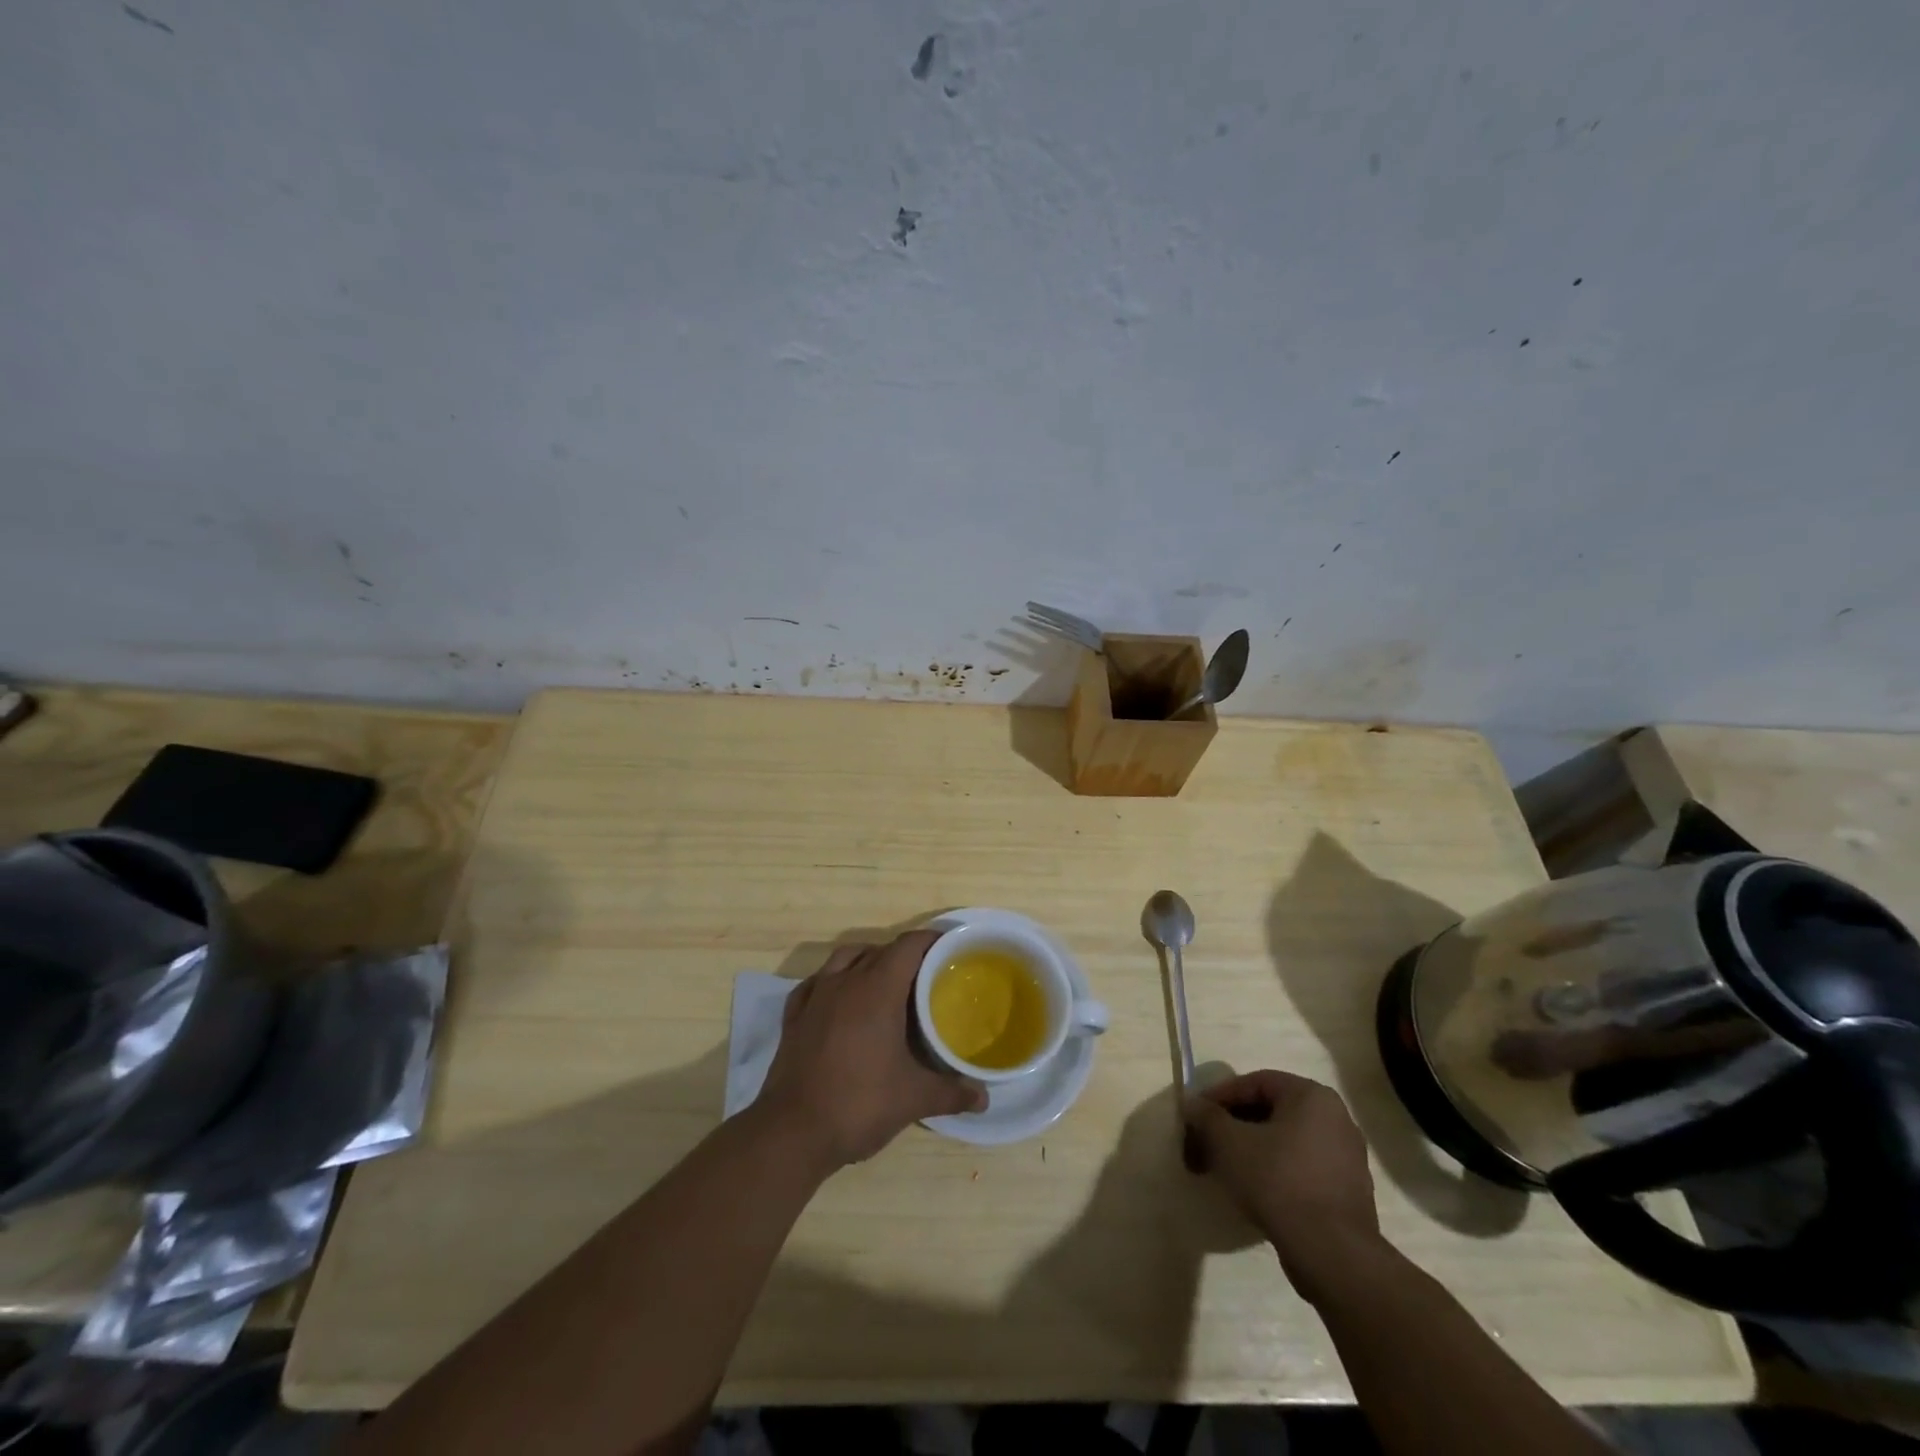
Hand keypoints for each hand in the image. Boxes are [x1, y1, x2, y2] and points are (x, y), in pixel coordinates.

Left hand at [756, 930, 986, 1170]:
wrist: (792, 1132)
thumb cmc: (859, 1104)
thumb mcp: (913, 1099)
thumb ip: (952, 1092)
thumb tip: (984, 1097)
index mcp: (878, 989)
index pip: (908, 946)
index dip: (931, 940)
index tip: (951, 948)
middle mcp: (845, 982)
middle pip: (879, 950)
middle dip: (904, 955)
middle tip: (927, 974)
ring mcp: (815, 996)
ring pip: (844, 958)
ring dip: (867, 960)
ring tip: (885, 982)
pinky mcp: (793, 1017)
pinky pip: (817, 982)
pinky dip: (833, 981)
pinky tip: (839, 999)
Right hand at [1184, 1069, 1382, 1303]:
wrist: (1332, 1254)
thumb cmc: (1278, 1181)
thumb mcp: (1228, 1142)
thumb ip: (1206, 1116)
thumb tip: (1192, 1104)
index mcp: (1312, 1096)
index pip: (1255, 1083)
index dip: (1219, 1097)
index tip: (1196, 1116)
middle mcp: (1336, 1118)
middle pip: (1270, 1112)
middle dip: (1232, 1126)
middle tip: (1205, 1144)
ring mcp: (1347, 1157)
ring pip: (1285, 1141)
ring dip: (1251, 1149)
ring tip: (1223, 1169)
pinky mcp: (1348, 1192)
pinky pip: (1301, 1168)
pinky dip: (1274, 1171)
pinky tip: (1252, 1191)